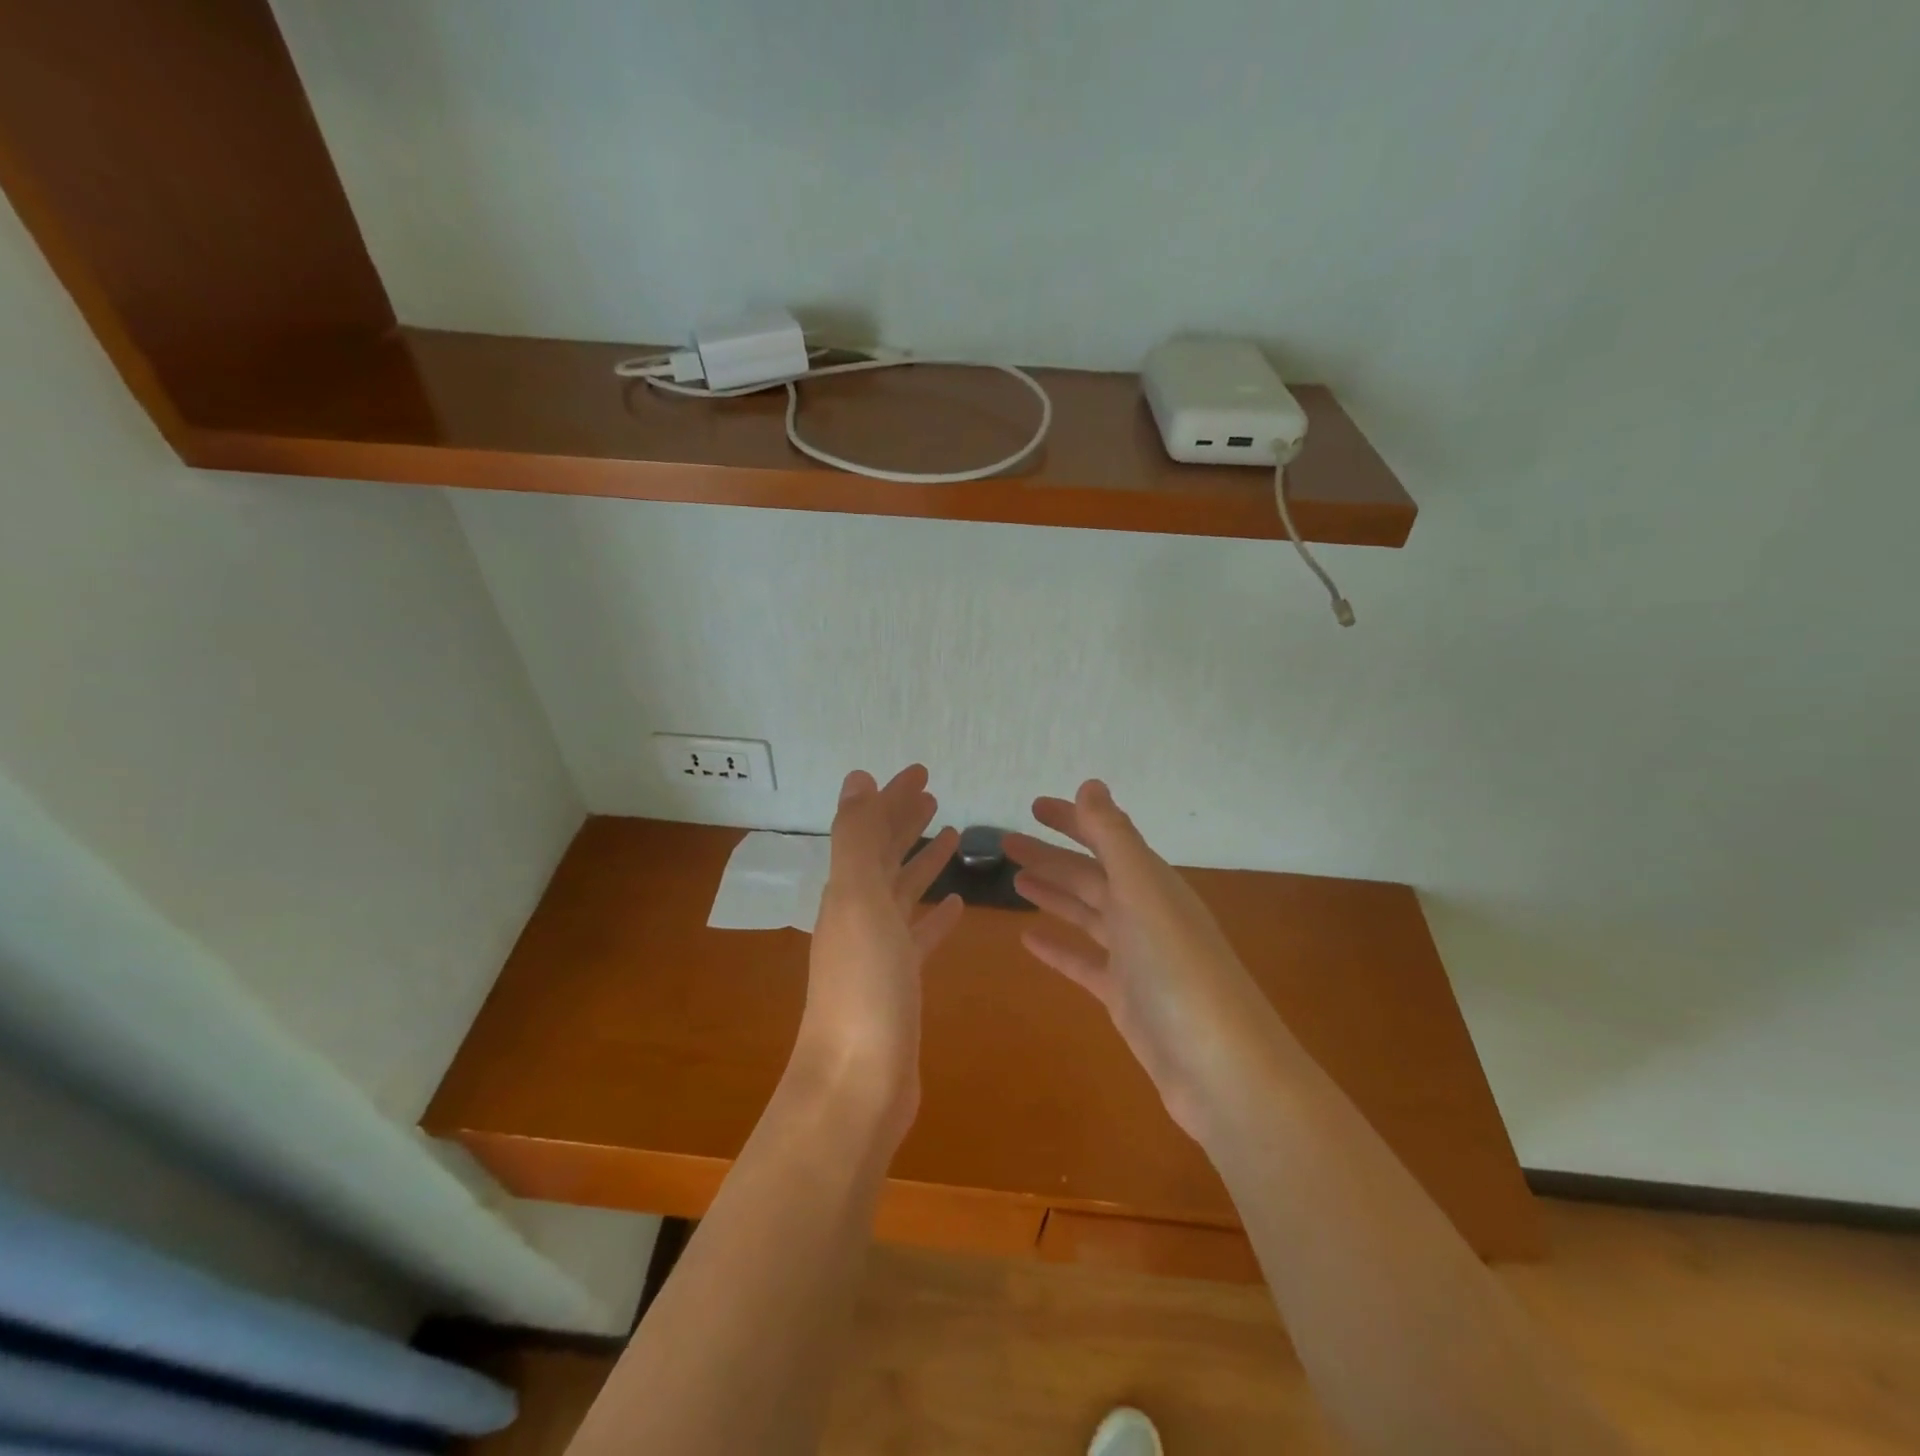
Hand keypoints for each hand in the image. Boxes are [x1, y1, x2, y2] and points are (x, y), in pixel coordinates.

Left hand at [794, 766, 961, 1140]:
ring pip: (902, 892)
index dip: (892, 798)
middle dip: (904, 821)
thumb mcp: (858, 902)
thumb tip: (857, 779)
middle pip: (883, 855)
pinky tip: (955, 905)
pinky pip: (919, 936)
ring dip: (922, 861)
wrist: (857, 1086)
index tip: (921, 771)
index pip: (870, 830)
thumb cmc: (864, 990)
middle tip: (933, 793)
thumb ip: (856, 839)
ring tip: (952, 834)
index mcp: (847, 891)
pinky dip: (934, 915)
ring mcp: (878, 951)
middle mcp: (858, 914)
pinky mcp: (900, 983)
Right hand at [1006, 780, 1272, 1140]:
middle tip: (1004, 842)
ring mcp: (1135, 957)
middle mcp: (1144, 912)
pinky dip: (1058, 948)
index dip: (1071, 819)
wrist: (1221, 1069)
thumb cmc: (1179, 970)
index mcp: (1150, 882)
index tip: (1032, 806)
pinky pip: (1084, 961)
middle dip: (1050, 855)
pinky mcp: (1125, 997)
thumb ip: (1114, 838)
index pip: (1105, 838)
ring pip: (1085, 913)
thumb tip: (1090, 784)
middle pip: (1089, 874)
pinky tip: (1028, 939)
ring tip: (1013, 880)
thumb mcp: (1143, 892)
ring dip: (1052, 894)